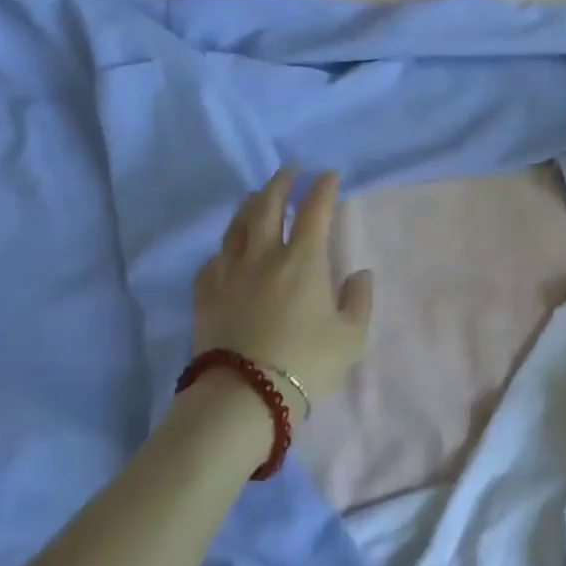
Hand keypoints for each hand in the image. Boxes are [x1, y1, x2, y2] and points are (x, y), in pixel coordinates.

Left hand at [193, 168, 374, 412]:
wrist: (244, 395)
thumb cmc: (306, 364)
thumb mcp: (350, 338)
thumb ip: (359, 301)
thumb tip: (360, 274)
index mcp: (303, 259)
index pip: (315, 210)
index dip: (323, 188)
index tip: (329, 175)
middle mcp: (264, 255)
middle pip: (268, 205)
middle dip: (281, 182)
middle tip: (290, 170)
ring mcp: (230, 272)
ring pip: (237, 225)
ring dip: (249, 204)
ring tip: (256, 196)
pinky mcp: (205, 293)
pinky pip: (215, 258)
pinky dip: (226, 246)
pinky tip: (228, 250)